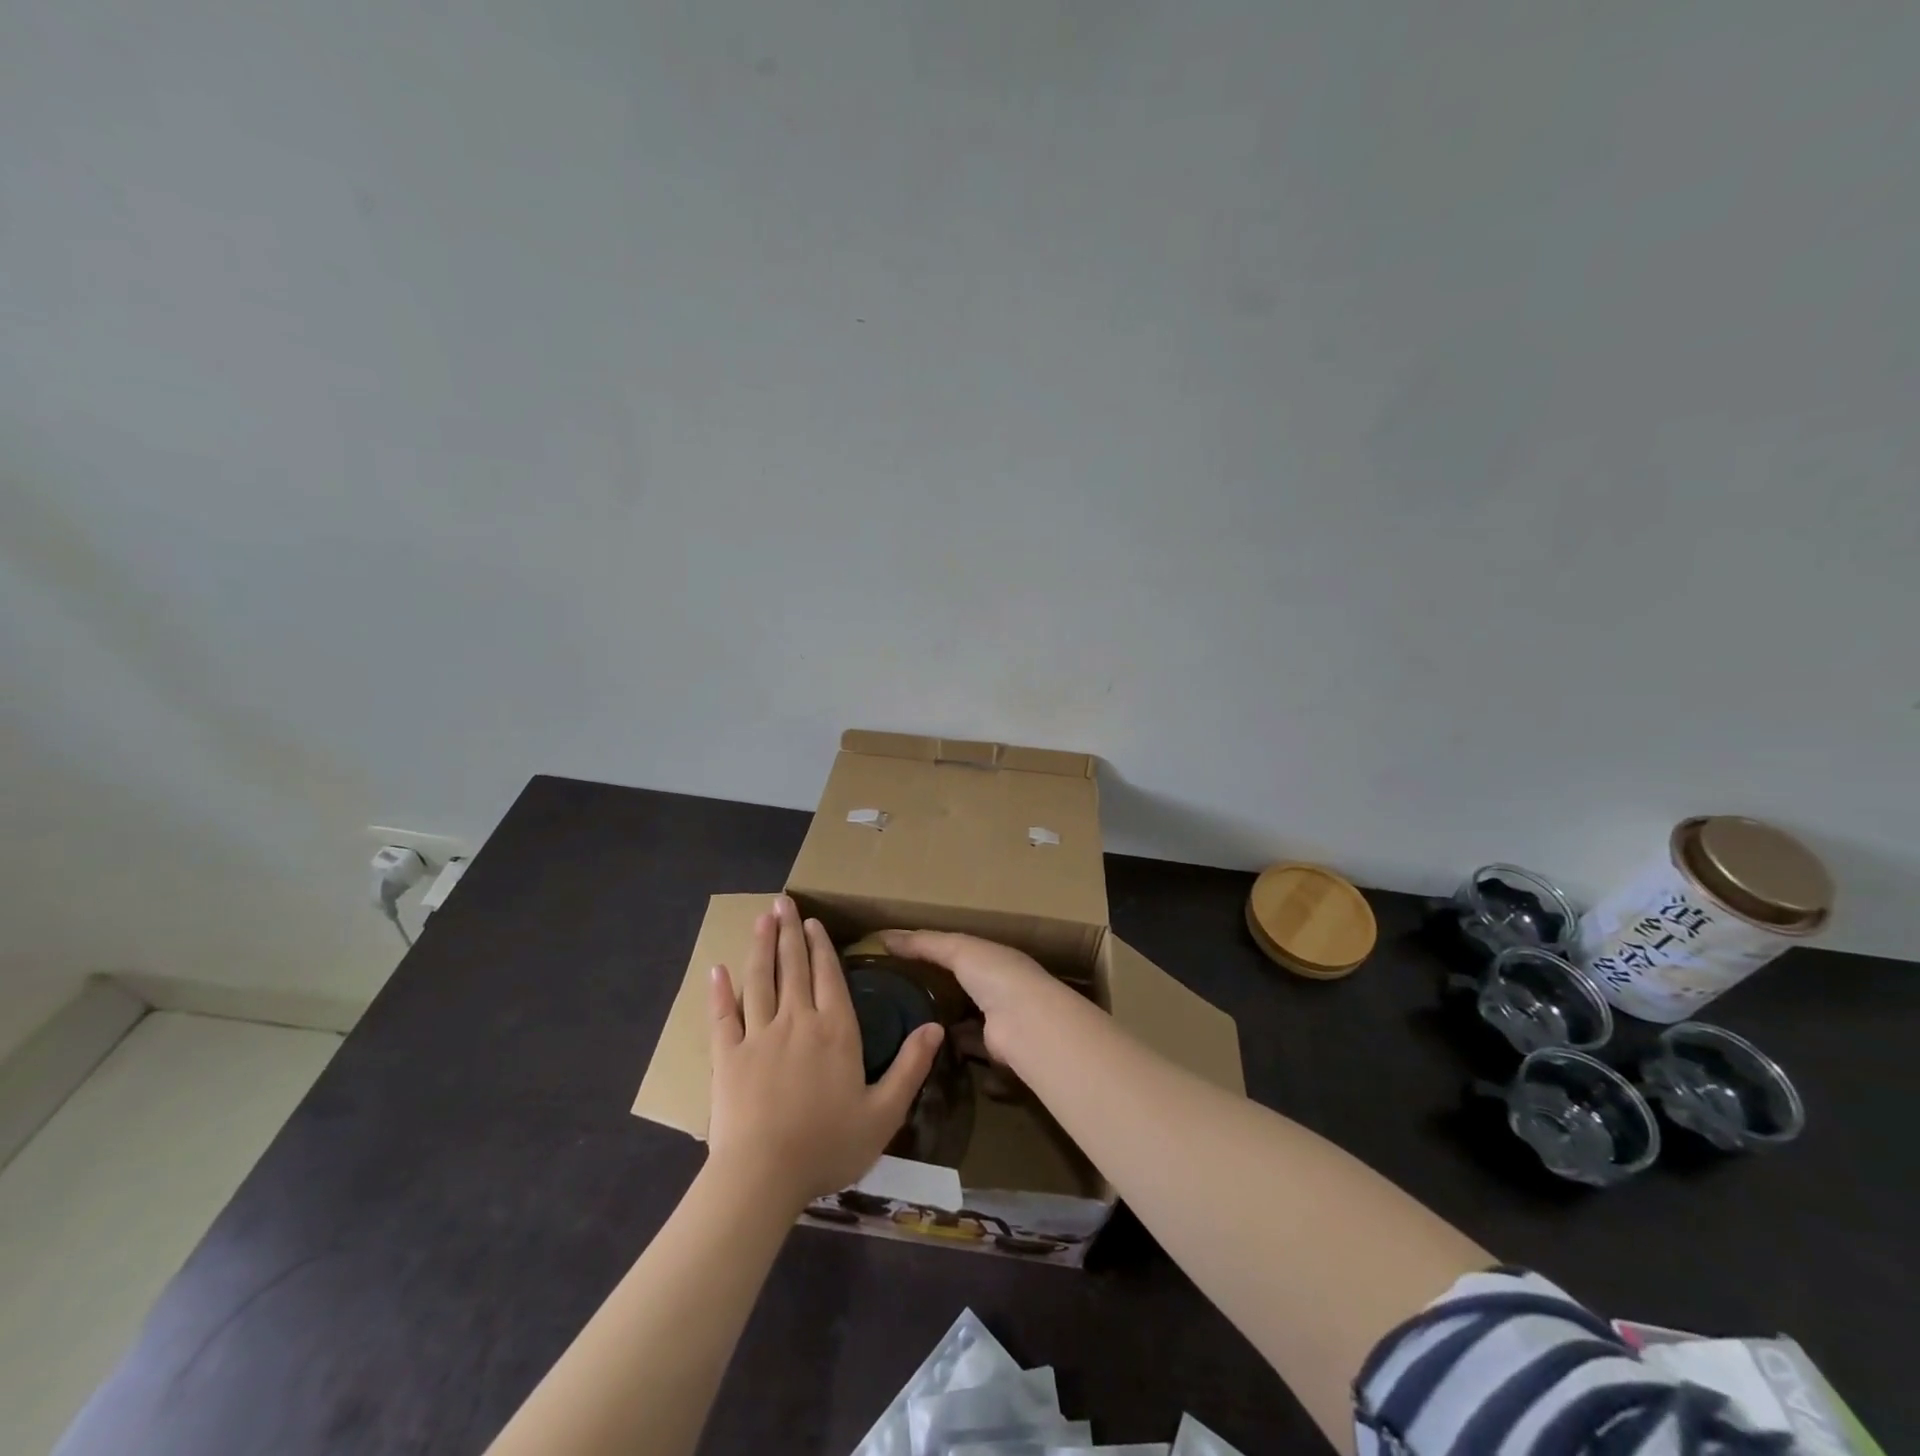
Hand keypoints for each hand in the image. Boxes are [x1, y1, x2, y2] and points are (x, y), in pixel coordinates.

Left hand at [708, 898, 942, 1207]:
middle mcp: (797, 1021)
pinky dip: (719, 991)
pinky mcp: (727, 1056)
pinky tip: (716, 969)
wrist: (763, 1176)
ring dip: (761, 946)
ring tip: (761, 918)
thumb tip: (936, 1026)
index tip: (813, 922)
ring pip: (759, 980)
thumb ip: (910, 1067)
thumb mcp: (884, 1113)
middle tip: (783, 901)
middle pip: (793, 967)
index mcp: (836, 1031)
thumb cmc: (828, 1146)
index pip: (828, 976)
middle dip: (789, 931)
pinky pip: (722, 1016)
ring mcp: (758, 1035)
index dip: (821, 946)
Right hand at [876, 929, 1082, 1066]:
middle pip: (962, 988)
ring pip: (965, 1021)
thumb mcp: (957, 949)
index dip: (933, 955)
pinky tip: (926, 1054)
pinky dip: (952, 1052)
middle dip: (937, 993)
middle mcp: (999, 987)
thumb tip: (883, 936)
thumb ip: (923, 943)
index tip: (900, 962)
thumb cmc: (995, 975)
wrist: (1027, 1024)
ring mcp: (999, 1021)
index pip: (960, 953)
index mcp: (994, 958)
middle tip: (898, 1001)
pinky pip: (968, 1050)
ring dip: (945, 1026)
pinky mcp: (994, 1052)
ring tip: (906, 1029)